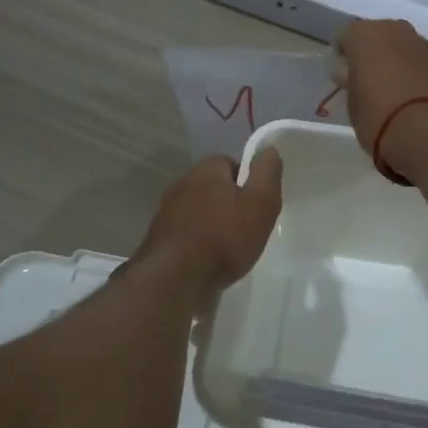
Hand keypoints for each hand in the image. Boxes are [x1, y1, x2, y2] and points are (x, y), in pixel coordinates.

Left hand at [134, 150, 283, 291]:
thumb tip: (269, 149)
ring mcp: (166, 212)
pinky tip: (207, 261)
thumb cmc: (225, 237)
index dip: (247, 182)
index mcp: (206, 170)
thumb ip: (267, 173)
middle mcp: (181, 184)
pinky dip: (196, 242)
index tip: (257, 204)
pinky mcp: (158, 238)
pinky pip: (185, 233)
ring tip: (227, 248)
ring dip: (211, 224)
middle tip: (246, 227)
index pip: (230, 163)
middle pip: (212, 187)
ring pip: (197, 211)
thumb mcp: (260, 202)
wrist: (176, 278)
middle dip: (228, 203)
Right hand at [335, 19, 427, 158]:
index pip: (347, 36)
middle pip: (383, 36)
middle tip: (373, 82)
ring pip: (410, 49)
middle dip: (378, 55)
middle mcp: (399, 31)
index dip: (345, 56)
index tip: (345, 77)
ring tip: (402, 94)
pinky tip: (426, 101)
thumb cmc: (378, 118)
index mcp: (366, 35)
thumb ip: (352, 82)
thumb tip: (352, 74)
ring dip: (404, 64)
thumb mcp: (352, 104)